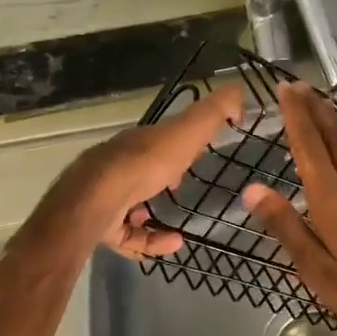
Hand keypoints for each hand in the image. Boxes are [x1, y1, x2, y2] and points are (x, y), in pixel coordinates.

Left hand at [47, 84, 244, 258]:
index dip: (176, 144)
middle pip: (141, 171)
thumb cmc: (145, 163)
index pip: (157, 140)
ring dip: (153, 214)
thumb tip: (238, 92)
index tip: (195, 155)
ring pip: (130, 205)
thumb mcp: (186, 131)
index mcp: (138, 142)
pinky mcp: (101, 226)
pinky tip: (173, 244)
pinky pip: (129, 236)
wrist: (98, 199)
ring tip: (180, 226)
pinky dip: (151, 240)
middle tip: (183, 188)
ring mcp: (105, 197)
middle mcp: (118, 166)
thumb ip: (213, 112)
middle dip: (160, 179)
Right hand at [241, 81, 336, 335]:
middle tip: (300, 86)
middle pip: (333, 138)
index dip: (296, 116)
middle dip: (315, 110)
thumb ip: (287, 227)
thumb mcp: (319, 271)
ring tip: (324, 104)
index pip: (309, 146)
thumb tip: (253, 190)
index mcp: (332, 200)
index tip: (285, 89)